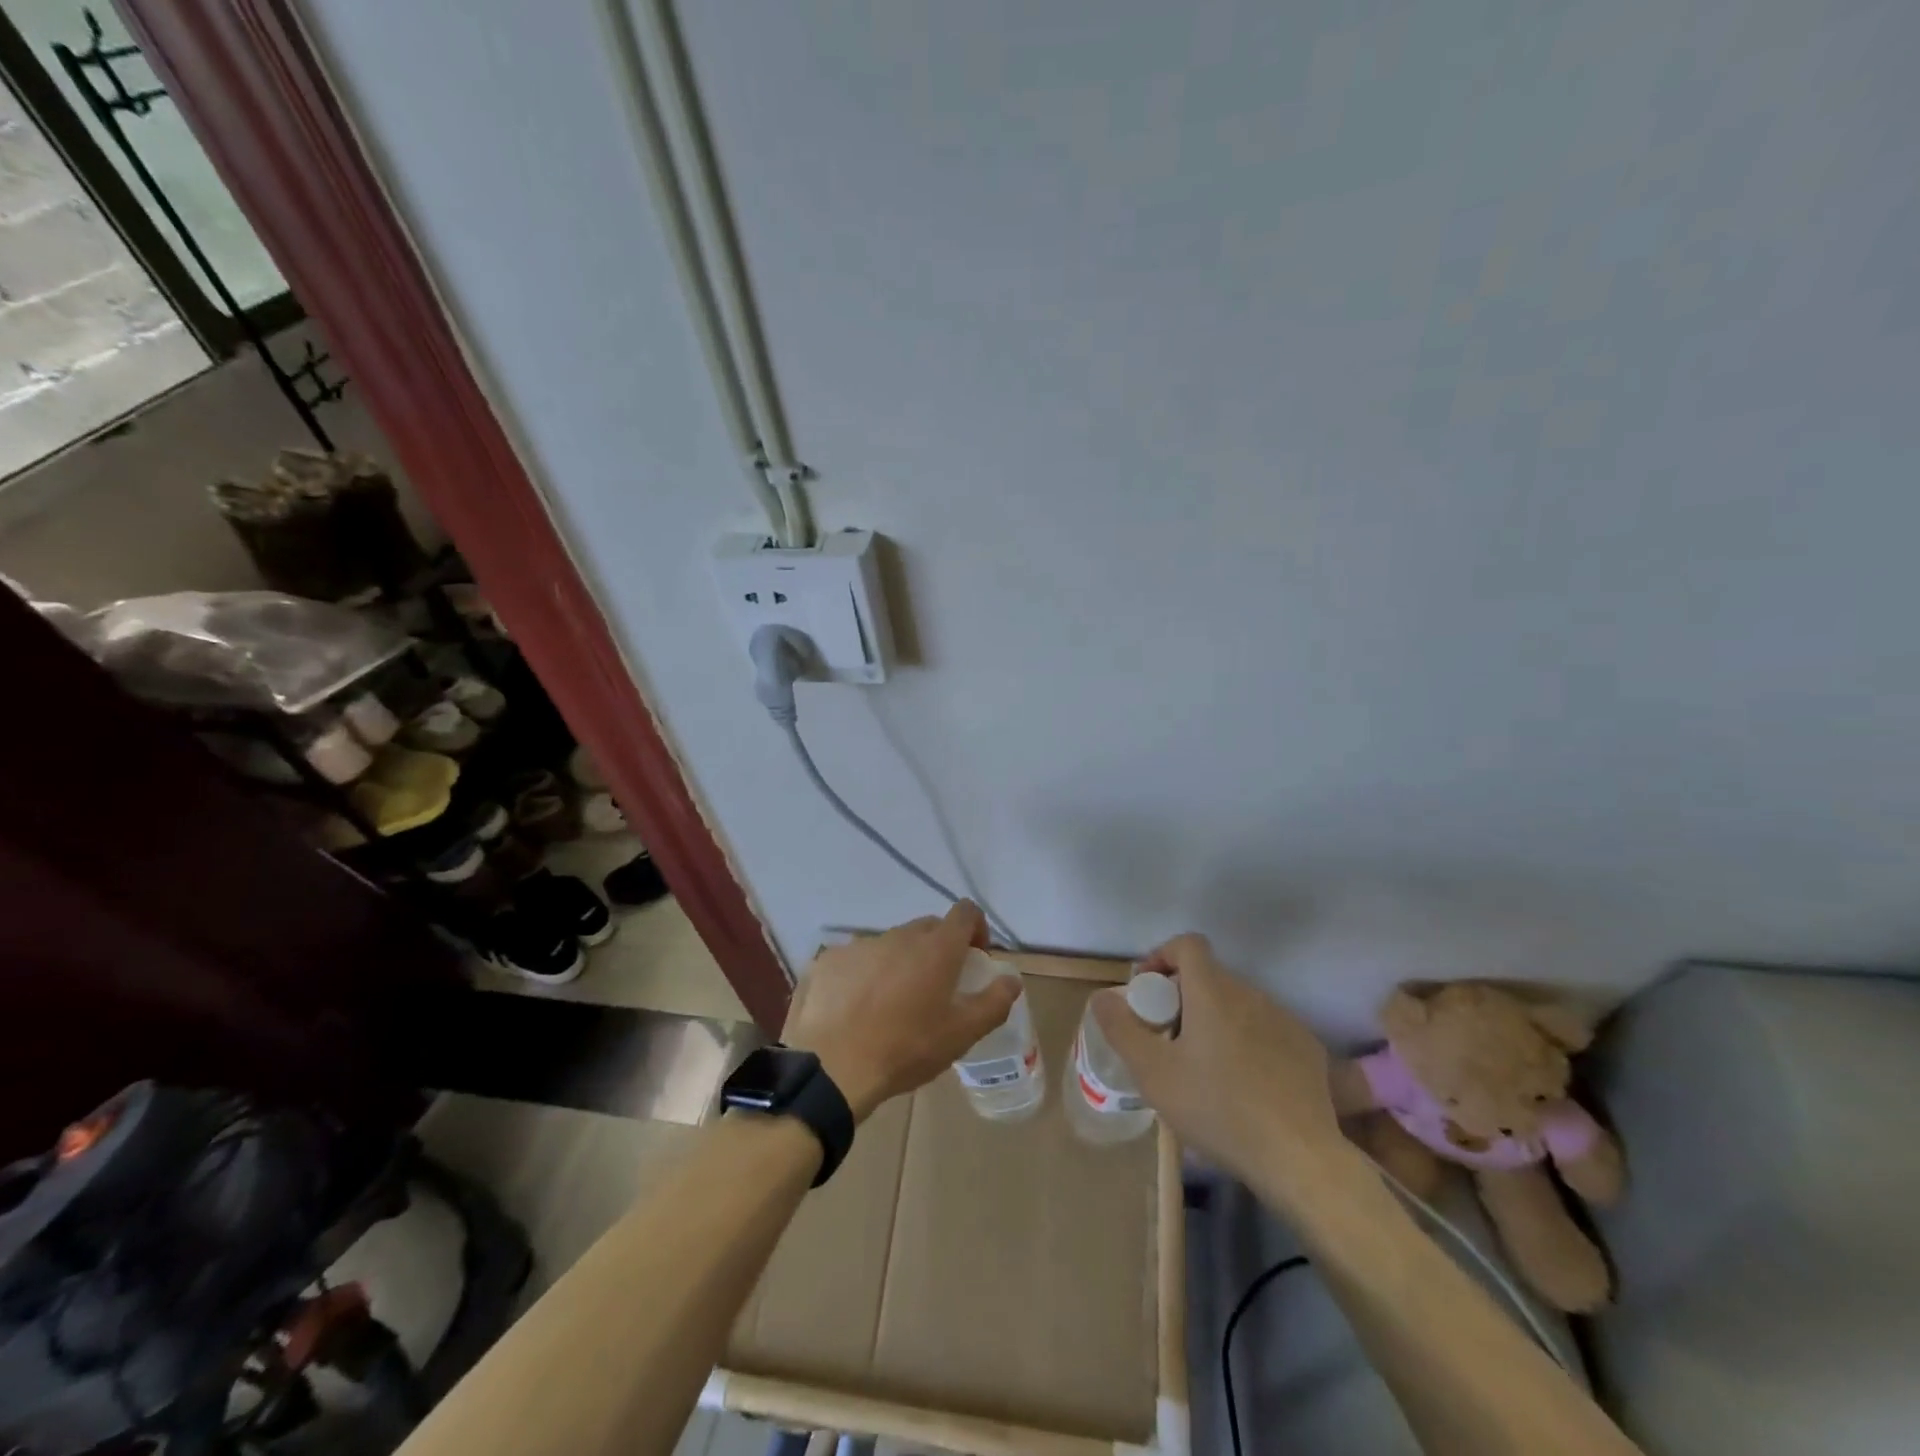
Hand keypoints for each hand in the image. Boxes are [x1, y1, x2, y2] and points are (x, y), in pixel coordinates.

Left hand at [783, 903, 1019, 1122]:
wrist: (834, 1067)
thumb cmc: (907, 1048)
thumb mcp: (962, 1033)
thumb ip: (994, 1002)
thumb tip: (1012, 979)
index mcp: (936, 947)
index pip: (965, 912)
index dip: (975, 929)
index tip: (974, 958)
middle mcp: (900, 935)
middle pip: (928, 928)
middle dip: (938, 949)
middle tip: (936, 988)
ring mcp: (861, 944)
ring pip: (891, 944)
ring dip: (900, 963)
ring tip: (893, 1003)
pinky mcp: (830, 960)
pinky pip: (857, 959)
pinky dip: (865, 975)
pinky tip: (858, 1008)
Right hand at [1092, 933, 1342, 1188]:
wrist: (1299, 1159)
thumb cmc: (1218, 1109)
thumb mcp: (1154, 1073)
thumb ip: (1121, 1029)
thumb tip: (1102, 996)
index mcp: (1213, 992)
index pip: (1188, 944)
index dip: (1162, 956)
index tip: (1149, 992)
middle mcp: (1251, 994)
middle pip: (1210, 977)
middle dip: (1183, 997)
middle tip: (1168, 1039)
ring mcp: (1284, 1020)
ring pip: (1238, 1004)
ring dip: (1216, 1020)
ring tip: (1205, 1067)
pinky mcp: (1307, 1049)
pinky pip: (1266, 1029)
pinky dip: (1248, 1042)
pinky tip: (1244, 1085)